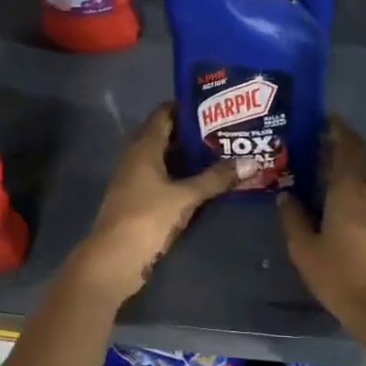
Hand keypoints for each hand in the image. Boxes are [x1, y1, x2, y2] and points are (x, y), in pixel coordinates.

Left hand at [73, 105, 248, 300]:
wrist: (113, 260)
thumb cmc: (146, 218)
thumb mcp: (185, 197)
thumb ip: (216, 179)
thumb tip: (251, 162)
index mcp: (143, 147)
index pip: (164, 114)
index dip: (187, 107)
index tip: (215, 105)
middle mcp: (137, 158)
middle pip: (166, 136)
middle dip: (194, 133)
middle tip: (227, 129)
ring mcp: (136, 180)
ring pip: (166, 159)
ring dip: (190, 157)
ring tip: (224, 152)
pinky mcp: (140, 200)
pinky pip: (164, 179)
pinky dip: (183, 176)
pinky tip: (206, 182)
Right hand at [278, 118, 365, 352]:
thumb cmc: (339, 276)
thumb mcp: (304, 249)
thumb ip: (293, 218)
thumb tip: (286, 195)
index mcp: (349, 192)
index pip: (347, 149)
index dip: (338, 130)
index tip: (326, 118)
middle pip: (362, 158)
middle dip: (346, 143)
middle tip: (323, 137)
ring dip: (352, 164)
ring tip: (327, 164)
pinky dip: (356, 184)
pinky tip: (340, 196)